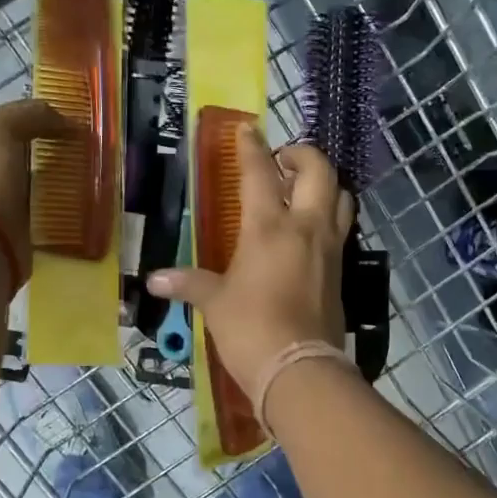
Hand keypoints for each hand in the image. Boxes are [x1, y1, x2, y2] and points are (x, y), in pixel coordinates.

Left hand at [0, 99, 73, 285]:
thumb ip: (27, 115)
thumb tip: (63, 118)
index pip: (1, 126)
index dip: (34, 121)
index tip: (68, 126)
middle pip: (15, 156)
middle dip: (44, 153)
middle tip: (81, 152)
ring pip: (28, 186)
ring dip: (51, 183)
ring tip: (83, 179)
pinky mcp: (8, 235)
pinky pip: (36, 215)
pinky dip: (52, 210)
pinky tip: (73, 207)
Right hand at [147, 125, 352, 397]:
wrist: (300, 369)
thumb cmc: (251, 329)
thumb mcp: (214, 303)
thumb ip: (188, 284)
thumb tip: (154, 280)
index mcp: (269, 227)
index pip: (260, 173)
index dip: (252, 147)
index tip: (247, 128)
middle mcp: (306, 227)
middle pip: (319, 171)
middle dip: (302, 155)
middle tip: (282, 159)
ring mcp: (330, 248)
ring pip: (341, 196)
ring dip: (325, 183)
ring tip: (303, 189)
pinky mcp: (341, 270)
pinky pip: (342, 228)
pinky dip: (331, 215)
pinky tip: (311, 230)